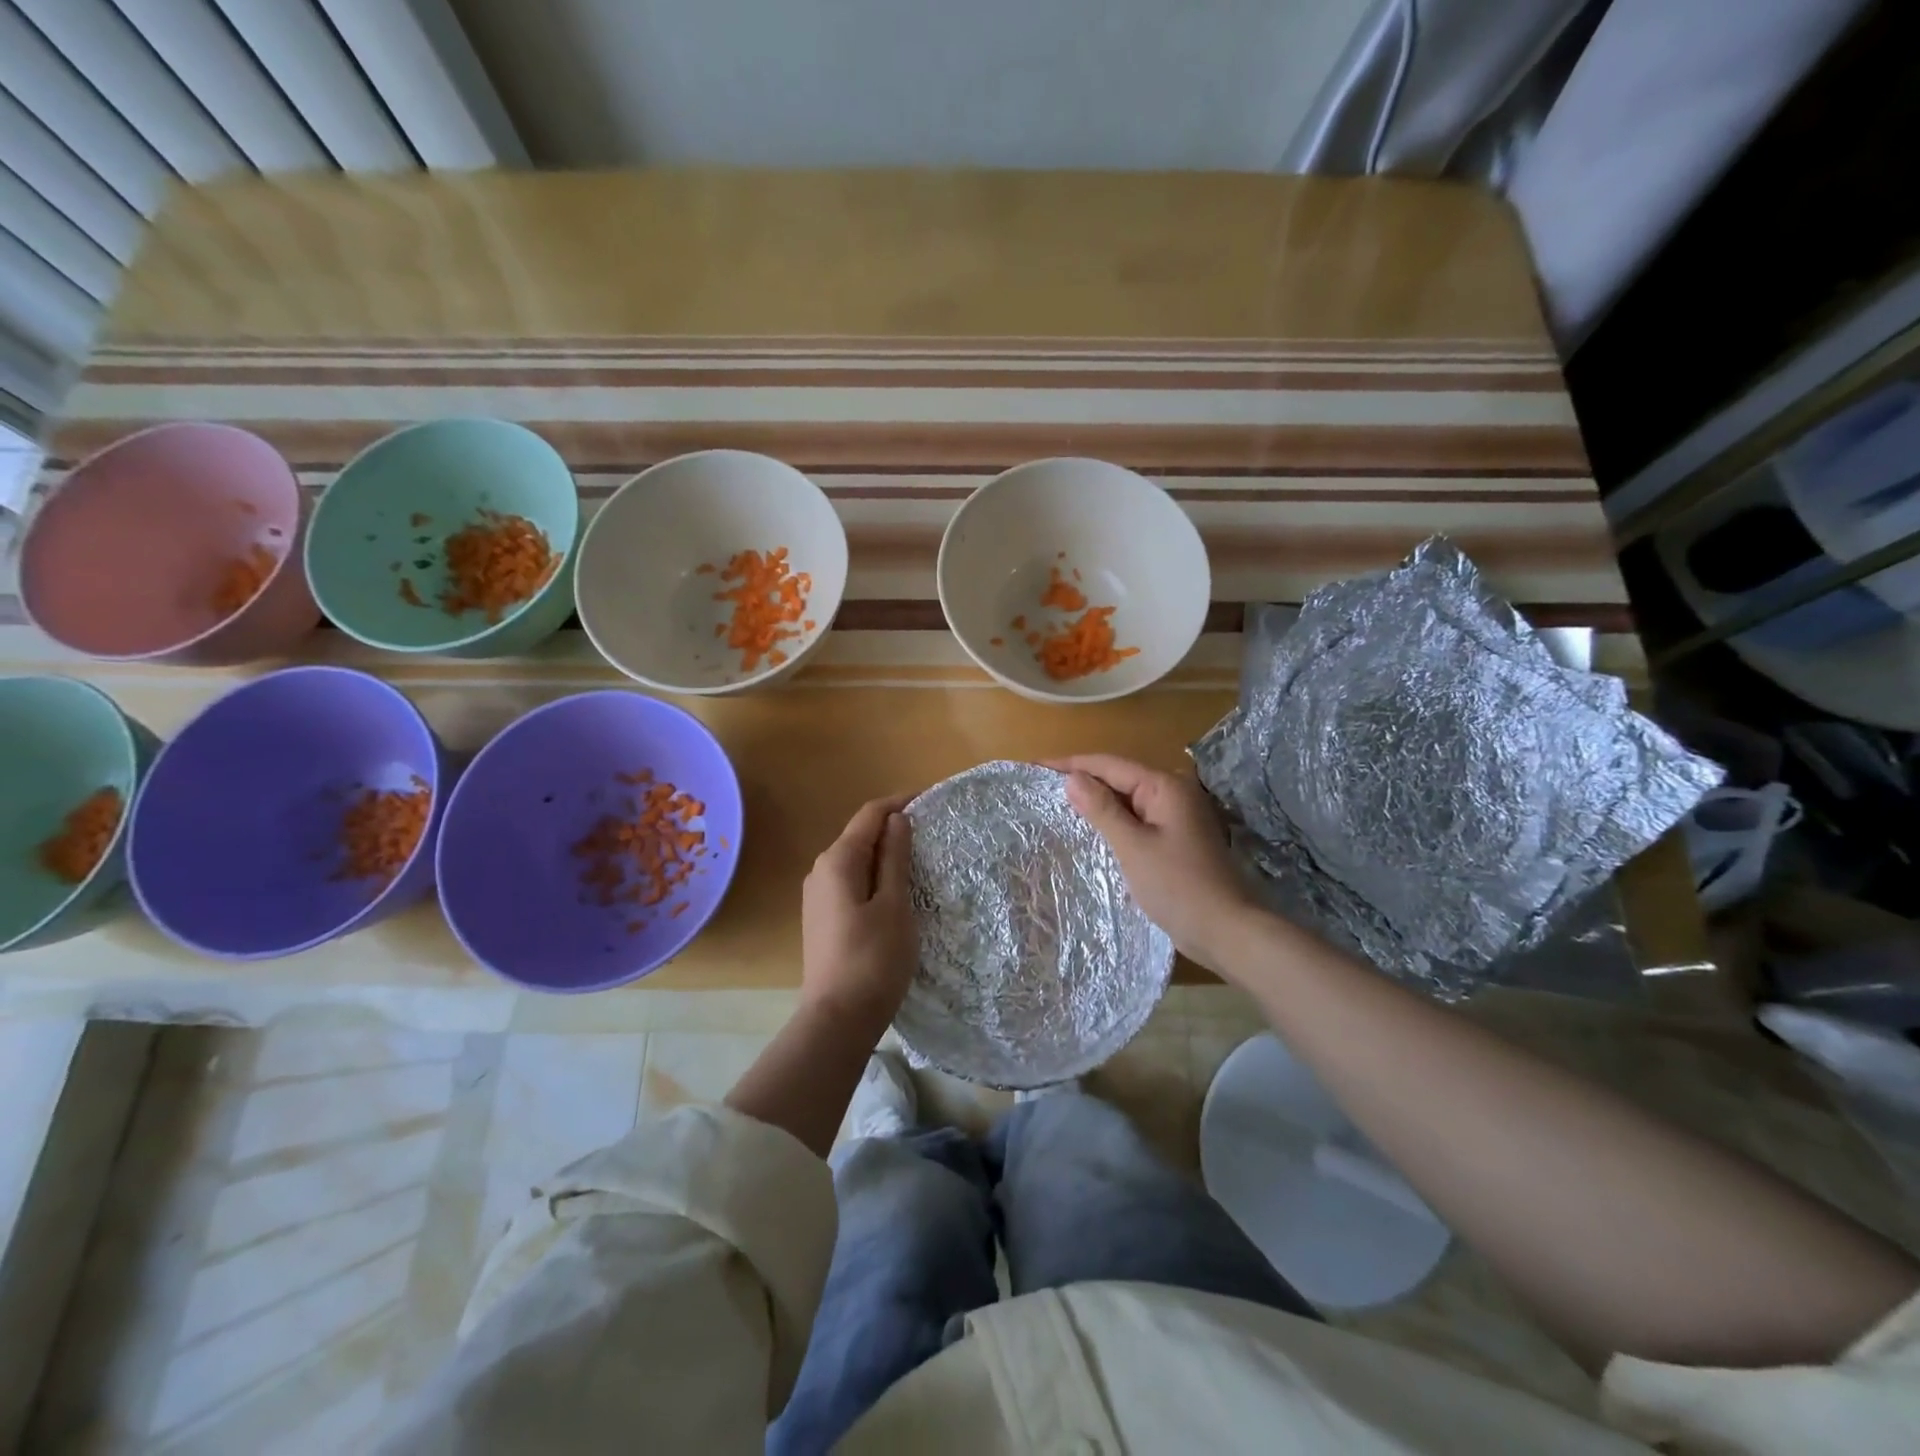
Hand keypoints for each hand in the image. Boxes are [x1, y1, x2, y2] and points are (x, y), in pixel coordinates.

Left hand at [801, 794, 917, 1031]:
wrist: (838, 1018)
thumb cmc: (874, 959)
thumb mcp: (894, 904)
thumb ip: (895, 858)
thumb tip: (898, 819)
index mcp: (838, 860)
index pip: (870, 815)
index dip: (900, 802)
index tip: (932, 799)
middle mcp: (821, 870)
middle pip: (860, 835)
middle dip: (894, 827)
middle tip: (932, 832)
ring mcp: (818, 895)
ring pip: (856, 860)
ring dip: (885, 853)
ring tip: (920, 858)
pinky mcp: (823, 917)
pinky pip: (851, 881)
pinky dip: (875, 875)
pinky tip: (896, 889)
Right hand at [1051, 755, 1257, 972]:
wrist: (1225, 930)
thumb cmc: (1177, 885)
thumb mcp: (1133, 846)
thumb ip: (1102, 809)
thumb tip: (1072, 778)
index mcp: (1165, 786)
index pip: (1109, 764)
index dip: (1071, 764)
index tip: (1036, 766)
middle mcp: (1173, 793)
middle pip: (1119, 778)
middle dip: (1082, 781)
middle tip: (1041, 786)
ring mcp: (1176, 817)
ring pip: (1127, 800)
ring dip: (1096, 802)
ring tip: (1058, 804)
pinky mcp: (1175, 839)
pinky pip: (1137, 820)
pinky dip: (1113, 822)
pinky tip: (1091, 829)